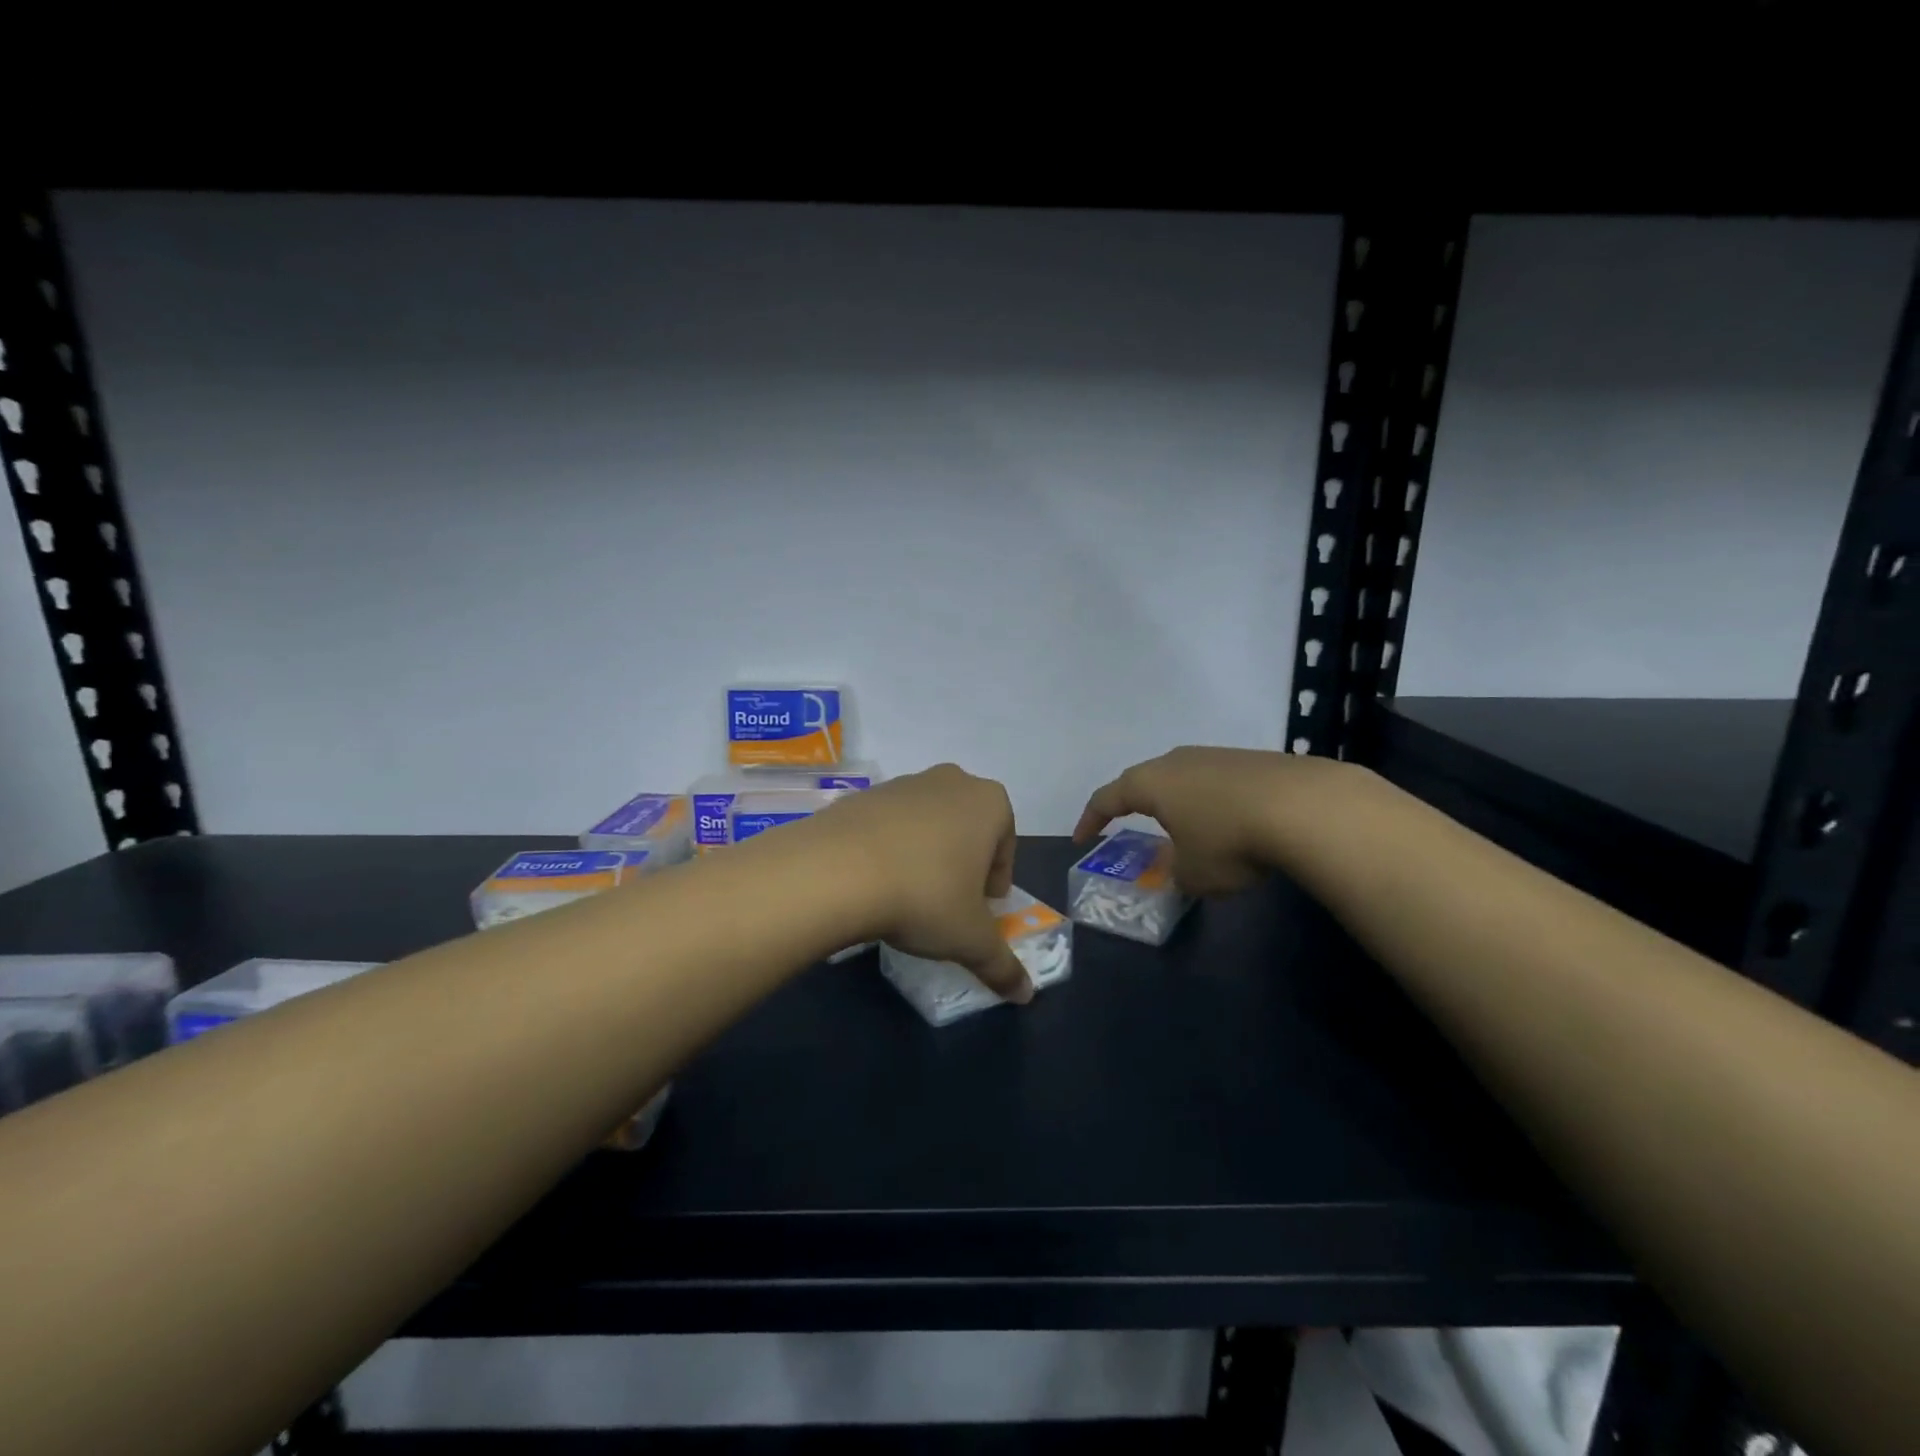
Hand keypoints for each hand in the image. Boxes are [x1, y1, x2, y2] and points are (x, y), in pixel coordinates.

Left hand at [812, 765, 1032, 1002]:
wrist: (836, 870)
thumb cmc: (924, 896)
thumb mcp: (971, 939)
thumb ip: (1002, 965)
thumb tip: (1024, 994)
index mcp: (988, 803)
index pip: (1005, 845)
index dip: (995, 882)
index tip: (980, 910)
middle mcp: (950, 781)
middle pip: (967, 829)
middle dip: (962, 864)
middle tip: (949, 903)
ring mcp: (902, 783)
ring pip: (927, 824)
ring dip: (925, 855)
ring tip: (907, 896)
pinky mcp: (862, 795)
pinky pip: (888, 826)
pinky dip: (888, 850)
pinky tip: (874, 883)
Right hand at [1074, 746, 1357, 895]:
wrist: (1305, 807)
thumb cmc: (1229, 841)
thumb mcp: (1193, 873)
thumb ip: (1174, 874)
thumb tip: (1178, 870)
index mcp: (1151, 783)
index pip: (1107, 797)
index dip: (1090, 819)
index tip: (1082, 839)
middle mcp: (1178, 761)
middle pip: (1144, 780)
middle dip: (1132, 804)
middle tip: (1127, 825)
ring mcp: (1216, 756)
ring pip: (1183, 778)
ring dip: (1176, 803)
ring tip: (1182, 827)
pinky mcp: (1252, 760)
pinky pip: (1216, 782)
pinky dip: (1211, 802)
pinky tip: (1228, 822)